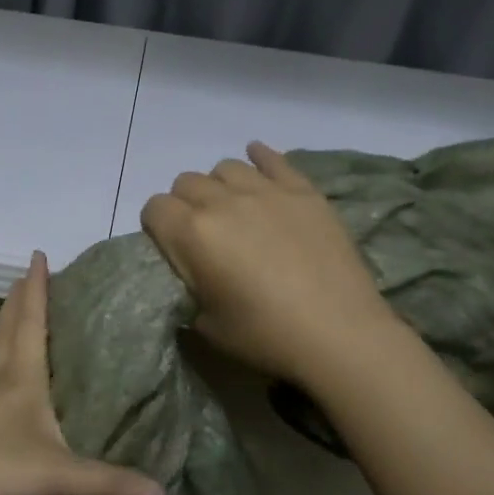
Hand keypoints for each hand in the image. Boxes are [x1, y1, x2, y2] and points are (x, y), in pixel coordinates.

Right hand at [140, 142, 398, 382]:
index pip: (154, 208)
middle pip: (186, 182)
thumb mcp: (206, 324)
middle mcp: (222, 202)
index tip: (171, 247)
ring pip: (225, 167)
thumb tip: (191, 276)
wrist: (338, 333)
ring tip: (233, 209)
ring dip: (220, 186)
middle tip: (203, 234)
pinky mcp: (302, 191)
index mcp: (192, 234)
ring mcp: (265, 191)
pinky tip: (257, 161)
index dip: (157, 226)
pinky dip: (260, 158)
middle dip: (185, 204)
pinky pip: (273, 159)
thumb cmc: (265, 336)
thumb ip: (189, 289)